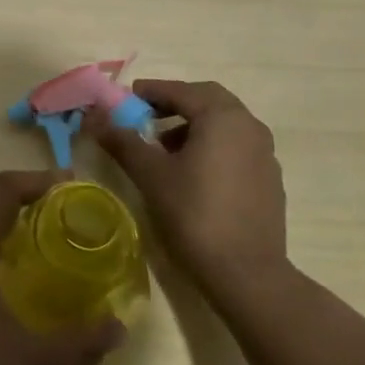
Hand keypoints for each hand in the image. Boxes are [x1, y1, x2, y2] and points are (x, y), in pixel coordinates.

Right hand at [99, 79, 287, 295]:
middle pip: (208, 100)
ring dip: (194, 125)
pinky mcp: (270, 179)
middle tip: (147, 116)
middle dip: (176, 104)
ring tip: (165, 148)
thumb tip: (95, 117)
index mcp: (222, 117)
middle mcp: (249, 126)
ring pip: (225, 124)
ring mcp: (264, 153)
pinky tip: (194, 173)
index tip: (127, 98)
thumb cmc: (194, 214)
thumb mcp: (151, 175)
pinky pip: (237, 147)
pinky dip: (213, 146)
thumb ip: (123, 141)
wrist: (247, 273)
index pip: (181, 91)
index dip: (151, 91)